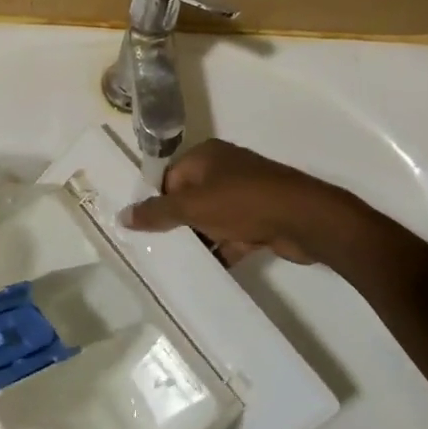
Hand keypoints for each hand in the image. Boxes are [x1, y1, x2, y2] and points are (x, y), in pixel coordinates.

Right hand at [120, 139, 352, 264]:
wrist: (305, 220)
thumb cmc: (244, 202)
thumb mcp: (193, 206)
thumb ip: (157, 213)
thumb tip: (122, 215)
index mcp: (206, 156)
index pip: (169, 177)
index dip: (156, 201)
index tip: (144, 229)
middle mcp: (224, 170)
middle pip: (189, 198)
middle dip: (176, 223)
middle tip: (156, 249)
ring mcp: (245, 195)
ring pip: (210, 219)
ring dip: (199, 239)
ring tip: (176, 265)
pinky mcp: (260, 219)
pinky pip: (232, 235)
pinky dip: (222, 250)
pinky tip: (207, 272)